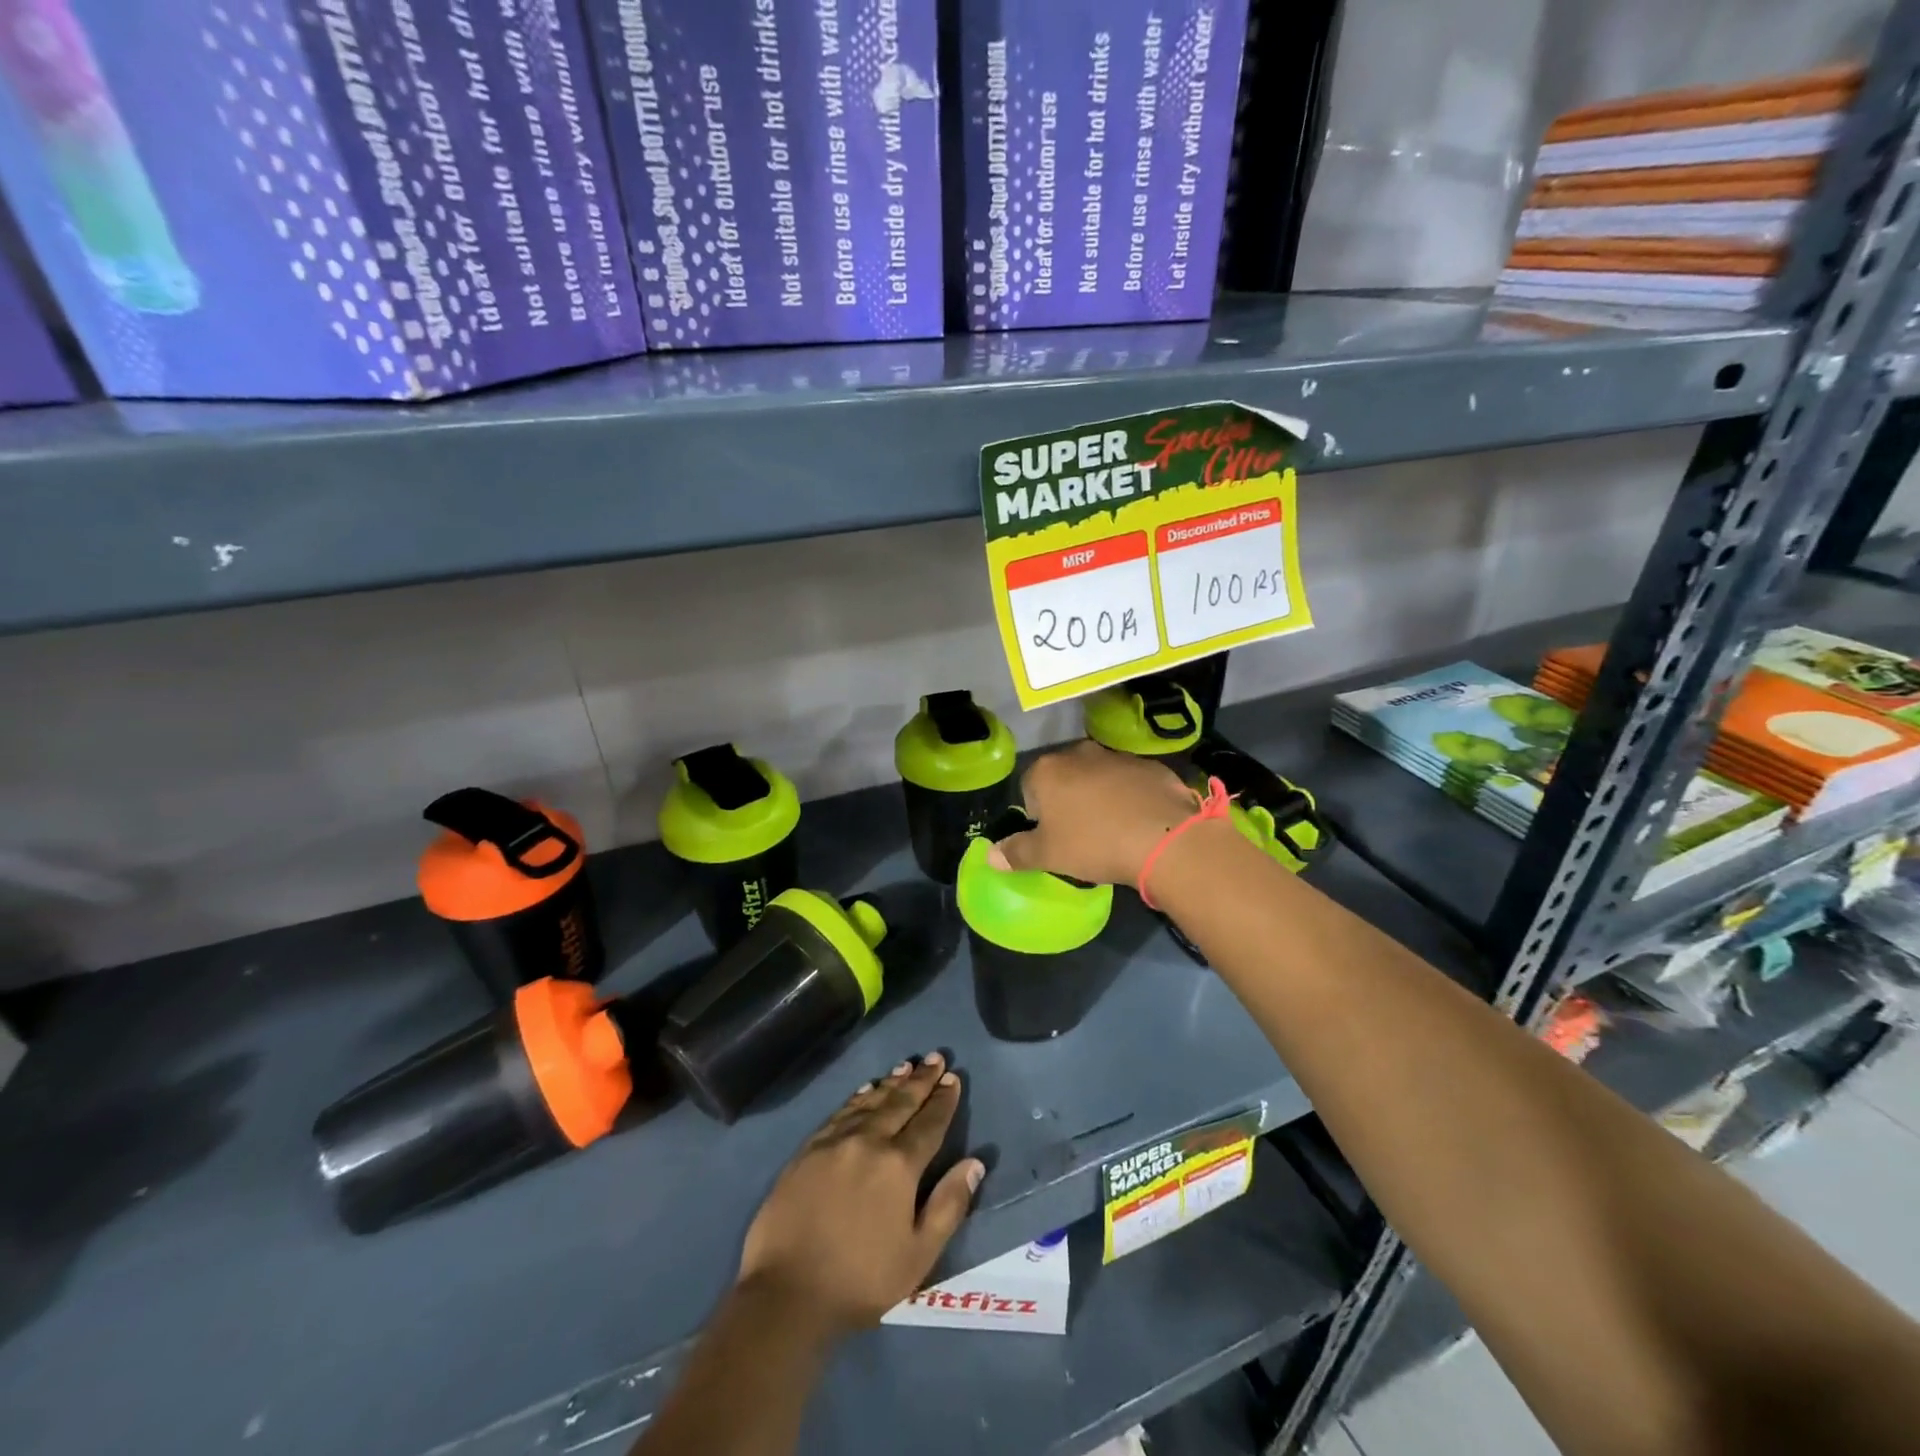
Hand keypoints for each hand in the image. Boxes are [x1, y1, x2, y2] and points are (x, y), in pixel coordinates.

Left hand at [738, 1052, 984, 1333]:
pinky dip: (858, 1096)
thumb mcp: (918, 1256)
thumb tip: (974, 1163)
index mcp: (899, 1166)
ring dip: (892, 1082)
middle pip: (900, 1103)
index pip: (929, 1124)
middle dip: (921, 1080)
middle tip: (935, 1057)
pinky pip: (841, 1112)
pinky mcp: (809, 1149)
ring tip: (907, 1066)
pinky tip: (866, 1089)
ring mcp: (835, 1141)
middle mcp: (869, 1141)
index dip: (943, 1101)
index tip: (953, 1078)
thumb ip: (948, 1206)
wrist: (786, 1292)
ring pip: (870, 1101)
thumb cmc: (860, 1280)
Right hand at [993, 740, 1200, 885]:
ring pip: (1097, 777)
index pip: (1028, 789)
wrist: (1163, 837)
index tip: (1052, 837)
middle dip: (1067, 801)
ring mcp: (1117, 756)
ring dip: (1099, 796)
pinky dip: (1129, 796)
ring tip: (1112, 829)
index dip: (1037, 816)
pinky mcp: (1149, 765)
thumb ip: (1016, 853)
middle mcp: (1079, 753)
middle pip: (1063, 778)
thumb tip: (990, 856)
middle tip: (1079, 834)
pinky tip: (1138, 822)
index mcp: (1047, 770)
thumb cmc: (1093, 844)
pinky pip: (1130, 781)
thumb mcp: (1048, 856)